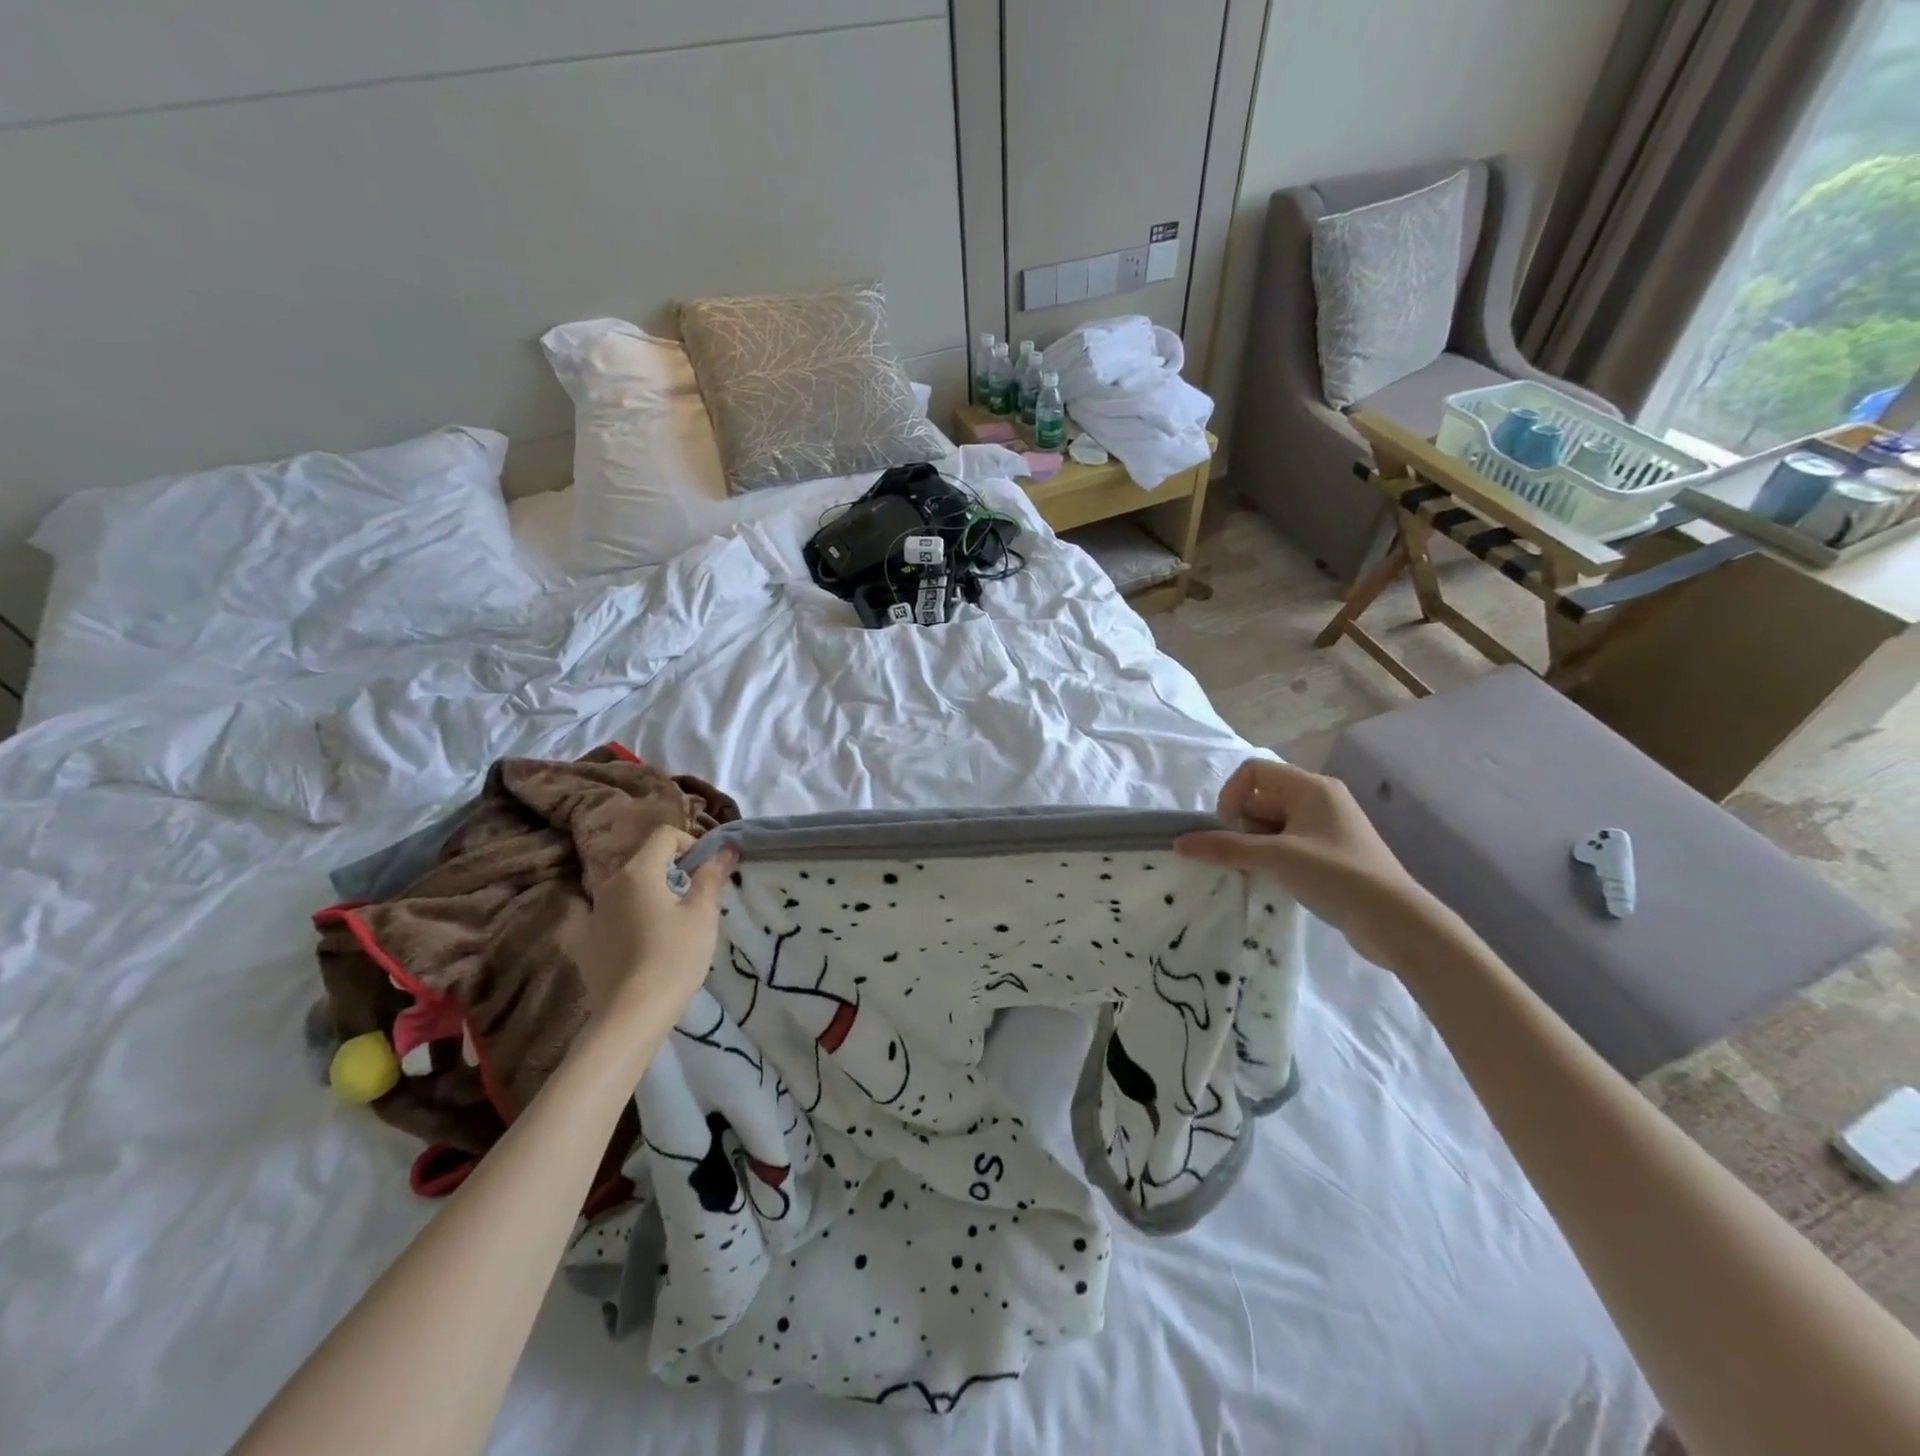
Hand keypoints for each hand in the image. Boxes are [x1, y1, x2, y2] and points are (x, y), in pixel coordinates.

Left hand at [571, 826, 736, 1023]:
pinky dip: (619, 919)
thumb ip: (712, 876)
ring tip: (668, 923)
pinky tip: (632, 940)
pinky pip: (603, 918)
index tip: (706, 871)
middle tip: (693, 899)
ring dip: (647, 894)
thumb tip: (726, 848)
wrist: (632, 1015)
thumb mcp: (703, 914)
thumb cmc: (675, 957)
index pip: (665, 836)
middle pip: (643, 861)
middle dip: (670, 870)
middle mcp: (608, 885)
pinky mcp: (582, 942)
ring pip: (624, 889)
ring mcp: (590, 913)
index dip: (690, 844)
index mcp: (638, 872)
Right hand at [1175, 759, 1448, 971]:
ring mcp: (1325, 827)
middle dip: (1242, 825)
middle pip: (1261, 797)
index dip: (1232, 796)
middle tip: (1244, 856)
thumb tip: (1179, 842)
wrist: (1396, 922)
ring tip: (1260, 871)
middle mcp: (1319, 799)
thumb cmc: (1336, 875)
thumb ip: (1226, 847)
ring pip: (1271, 823)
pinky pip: (1286, 842)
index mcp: (1311, 786)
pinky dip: (1272, 857)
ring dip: (1255, 844)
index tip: (1228, 830)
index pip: (1254, 771)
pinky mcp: (1329, 853)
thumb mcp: (1276, 858)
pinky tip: (1275, 879)